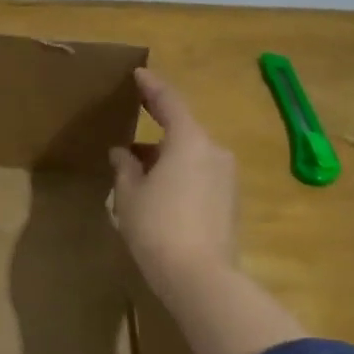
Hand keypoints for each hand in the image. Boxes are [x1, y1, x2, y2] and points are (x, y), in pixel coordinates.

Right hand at [110, 70, 238, 302]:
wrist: (201, 279)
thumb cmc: (158, 227)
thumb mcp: (129, 195)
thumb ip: (125, 168)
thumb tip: (122, 153)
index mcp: (189, 141)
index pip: (169, 101)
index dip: (151, 86)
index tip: (138, 74)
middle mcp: (214, 151)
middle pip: (182, 129)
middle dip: (156, 125)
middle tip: (132, 118)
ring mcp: (227, 178)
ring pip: (191, 154)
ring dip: (165, 155)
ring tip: (136, 165)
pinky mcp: (230, 202)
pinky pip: (200, 174)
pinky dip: (178, 173)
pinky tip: (157, 189)